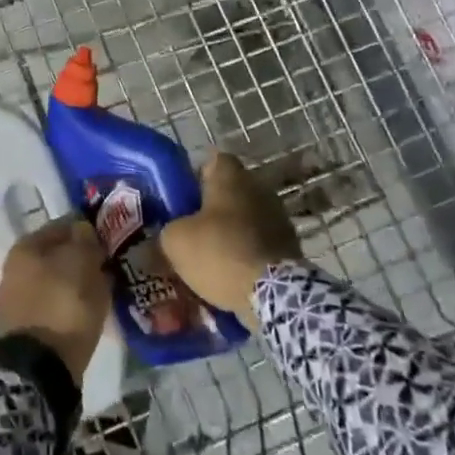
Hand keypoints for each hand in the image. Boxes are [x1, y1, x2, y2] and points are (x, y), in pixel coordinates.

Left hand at [0, 220, 110, 383]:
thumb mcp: (82, 263)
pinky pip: (53, 306)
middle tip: (107, 267)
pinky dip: (68, 307)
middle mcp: (15, 268)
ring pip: (55, 281)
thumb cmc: (62, 305)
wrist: (39, 369)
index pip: (62, 226)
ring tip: (102, 292)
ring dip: (75, 283)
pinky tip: (86, 314)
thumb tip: (83, 229)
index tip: (109, 240)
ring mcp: (16, 300)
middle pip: (56, 255)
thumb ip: (84, 240)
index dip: (87, 230)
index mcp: (25, 246)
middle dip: (80, 258)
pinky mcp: (23, 328)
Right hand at [158, 153, 302, 329]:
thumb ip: (166, 232)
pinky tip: (231, 273)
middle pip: (230, 191)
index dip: (196, 177)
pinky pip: (260, 243)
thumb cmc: (219, 252)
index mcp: (231, 176)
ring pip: (246, 218)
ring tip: (211, 256)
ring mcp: (279, 217)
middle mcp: (259, 187)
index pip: (213, 161)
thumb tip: (164, 238)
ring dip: (232, 232)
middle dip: (213, 208)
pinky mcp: (291, 246)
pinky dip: (247, 253)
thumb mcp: (174, 241)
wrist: (273, 294)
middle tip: (192, 230)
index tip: (183, 198)